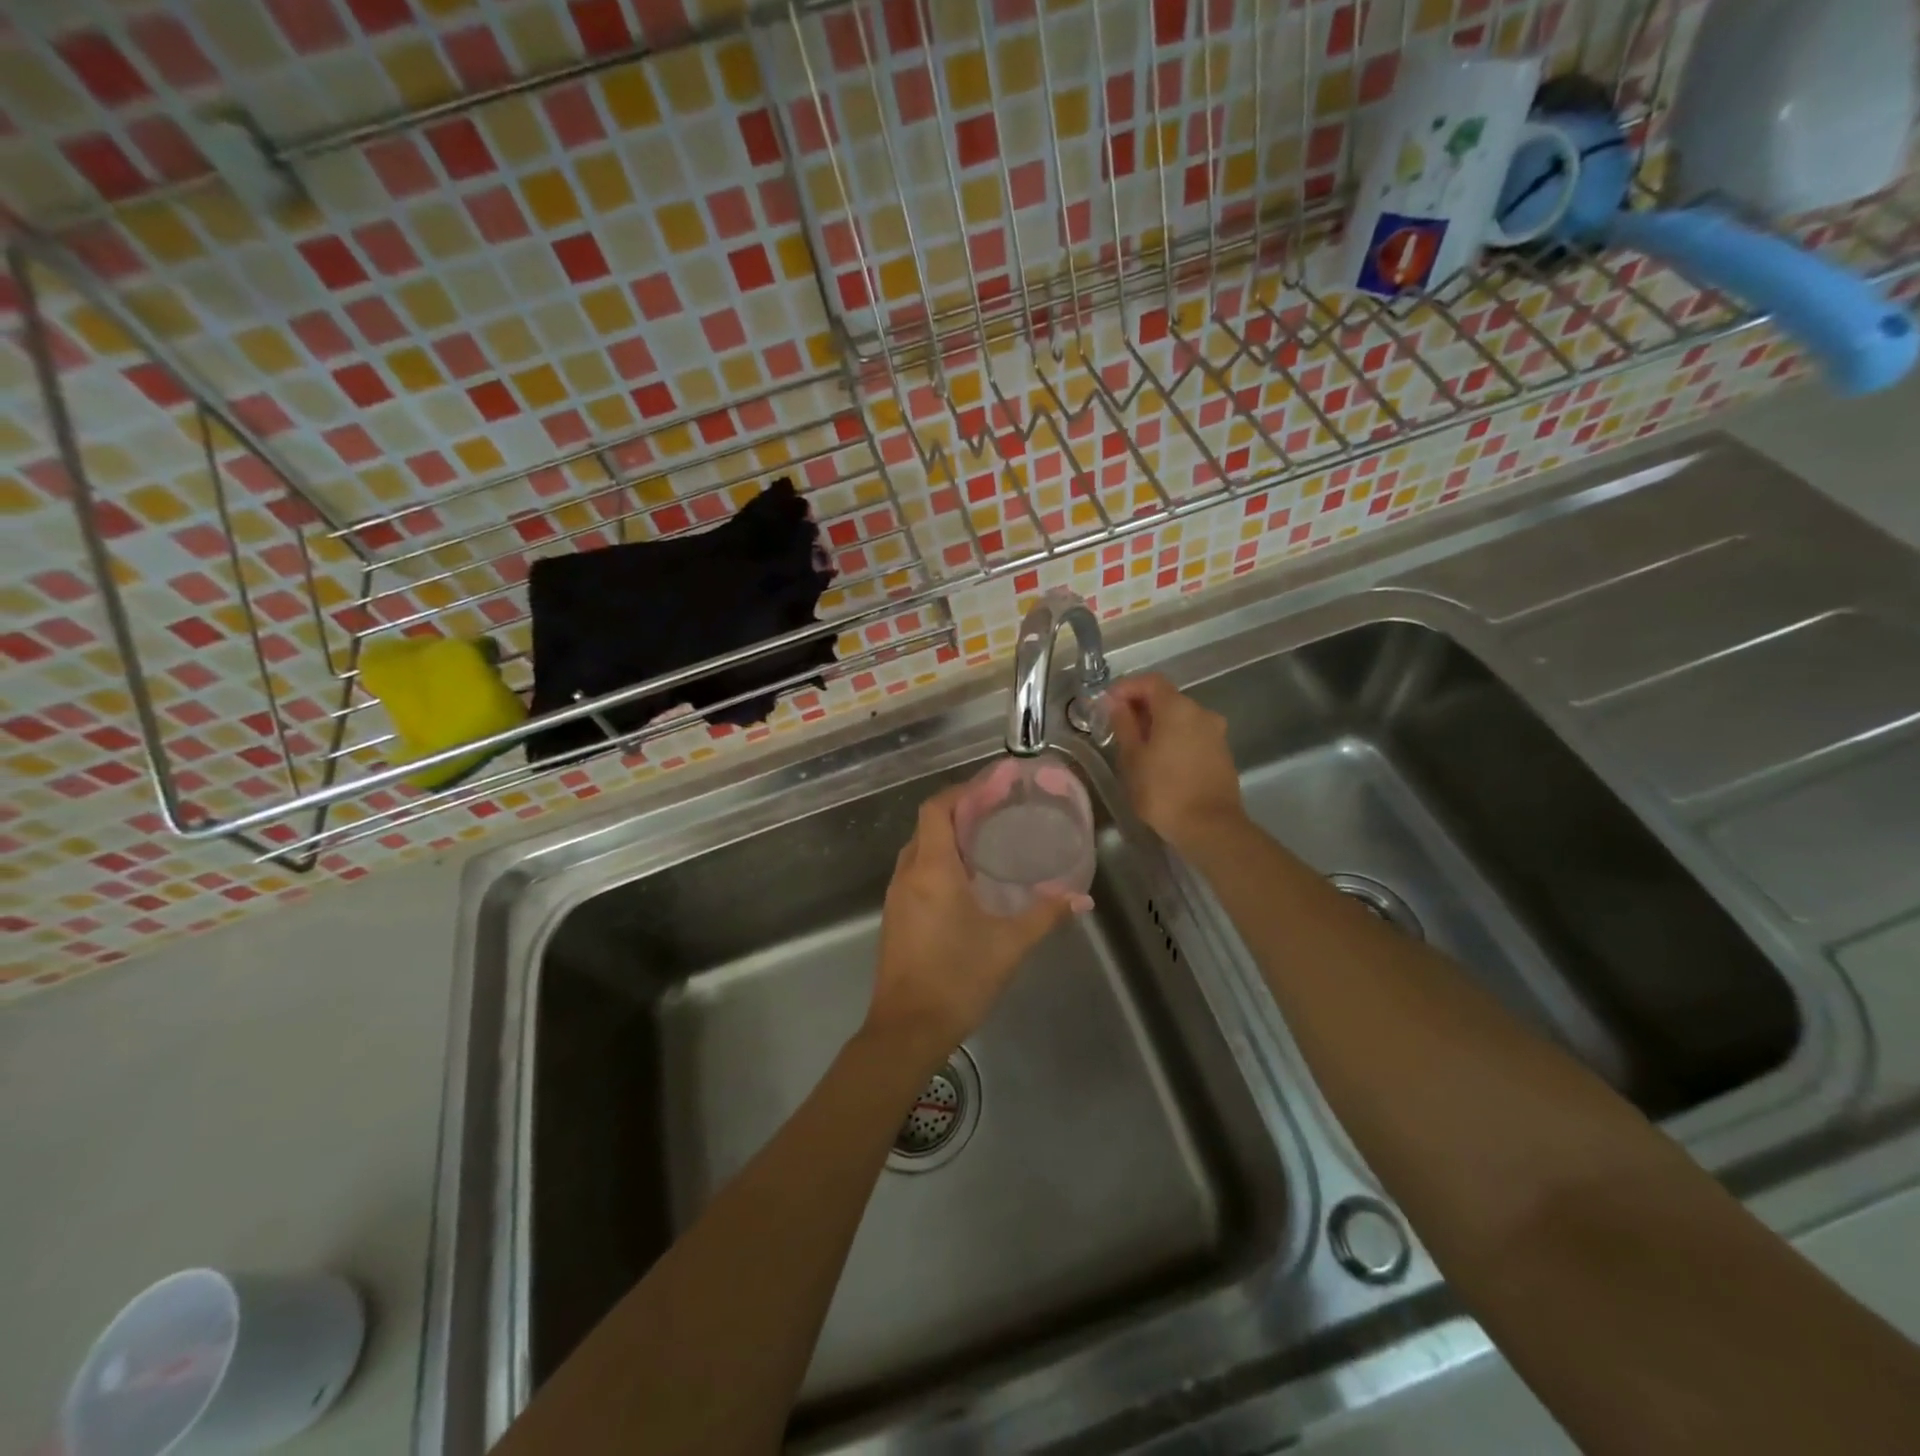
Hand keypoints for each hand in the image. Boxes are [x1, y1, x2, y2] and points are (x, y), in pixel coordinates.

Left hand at [867, 786, 1073, 1055]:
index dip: (962, 792)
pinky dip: (938, 862)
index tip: (992, 787)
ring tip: (986, 841)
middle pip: (927, 825)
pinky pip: (916, 873)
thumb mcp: (1009, 945)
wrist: (906, 1030)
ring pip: (919, 849)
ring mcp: (896, 897)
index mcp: (932, 870)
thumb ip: (1045, 915)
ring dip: (947, 838)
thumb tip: (1081, 898)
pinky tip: (967, 881)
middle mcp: (908, 874)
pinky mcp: (895, 917)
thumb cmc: (958, 979)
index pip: (937, 809)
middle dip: (959, 812)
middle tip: (996, 812)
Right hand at [1106, 672, 1246, 850]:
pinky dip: (1174, 738)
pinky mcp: (1221, 753)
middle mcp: (1201, 712)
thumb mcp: (1132, 758)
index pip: (1150, 681)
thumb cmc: (1163, 791)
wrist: (1210, 827)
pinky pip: (1192, 735)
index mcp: (1178, 708)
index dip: (1126, 687)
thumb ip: (1124, 725)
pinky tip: (1159, 760)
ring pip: (1180, 718)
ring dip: (1157, 724)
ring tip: (1136, 746)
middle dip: (1140, 707)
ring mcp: (1215, 733)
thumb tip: (1117, 704)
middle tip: (1117, 726)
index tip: (1106, 703)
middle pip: (1167, 698)